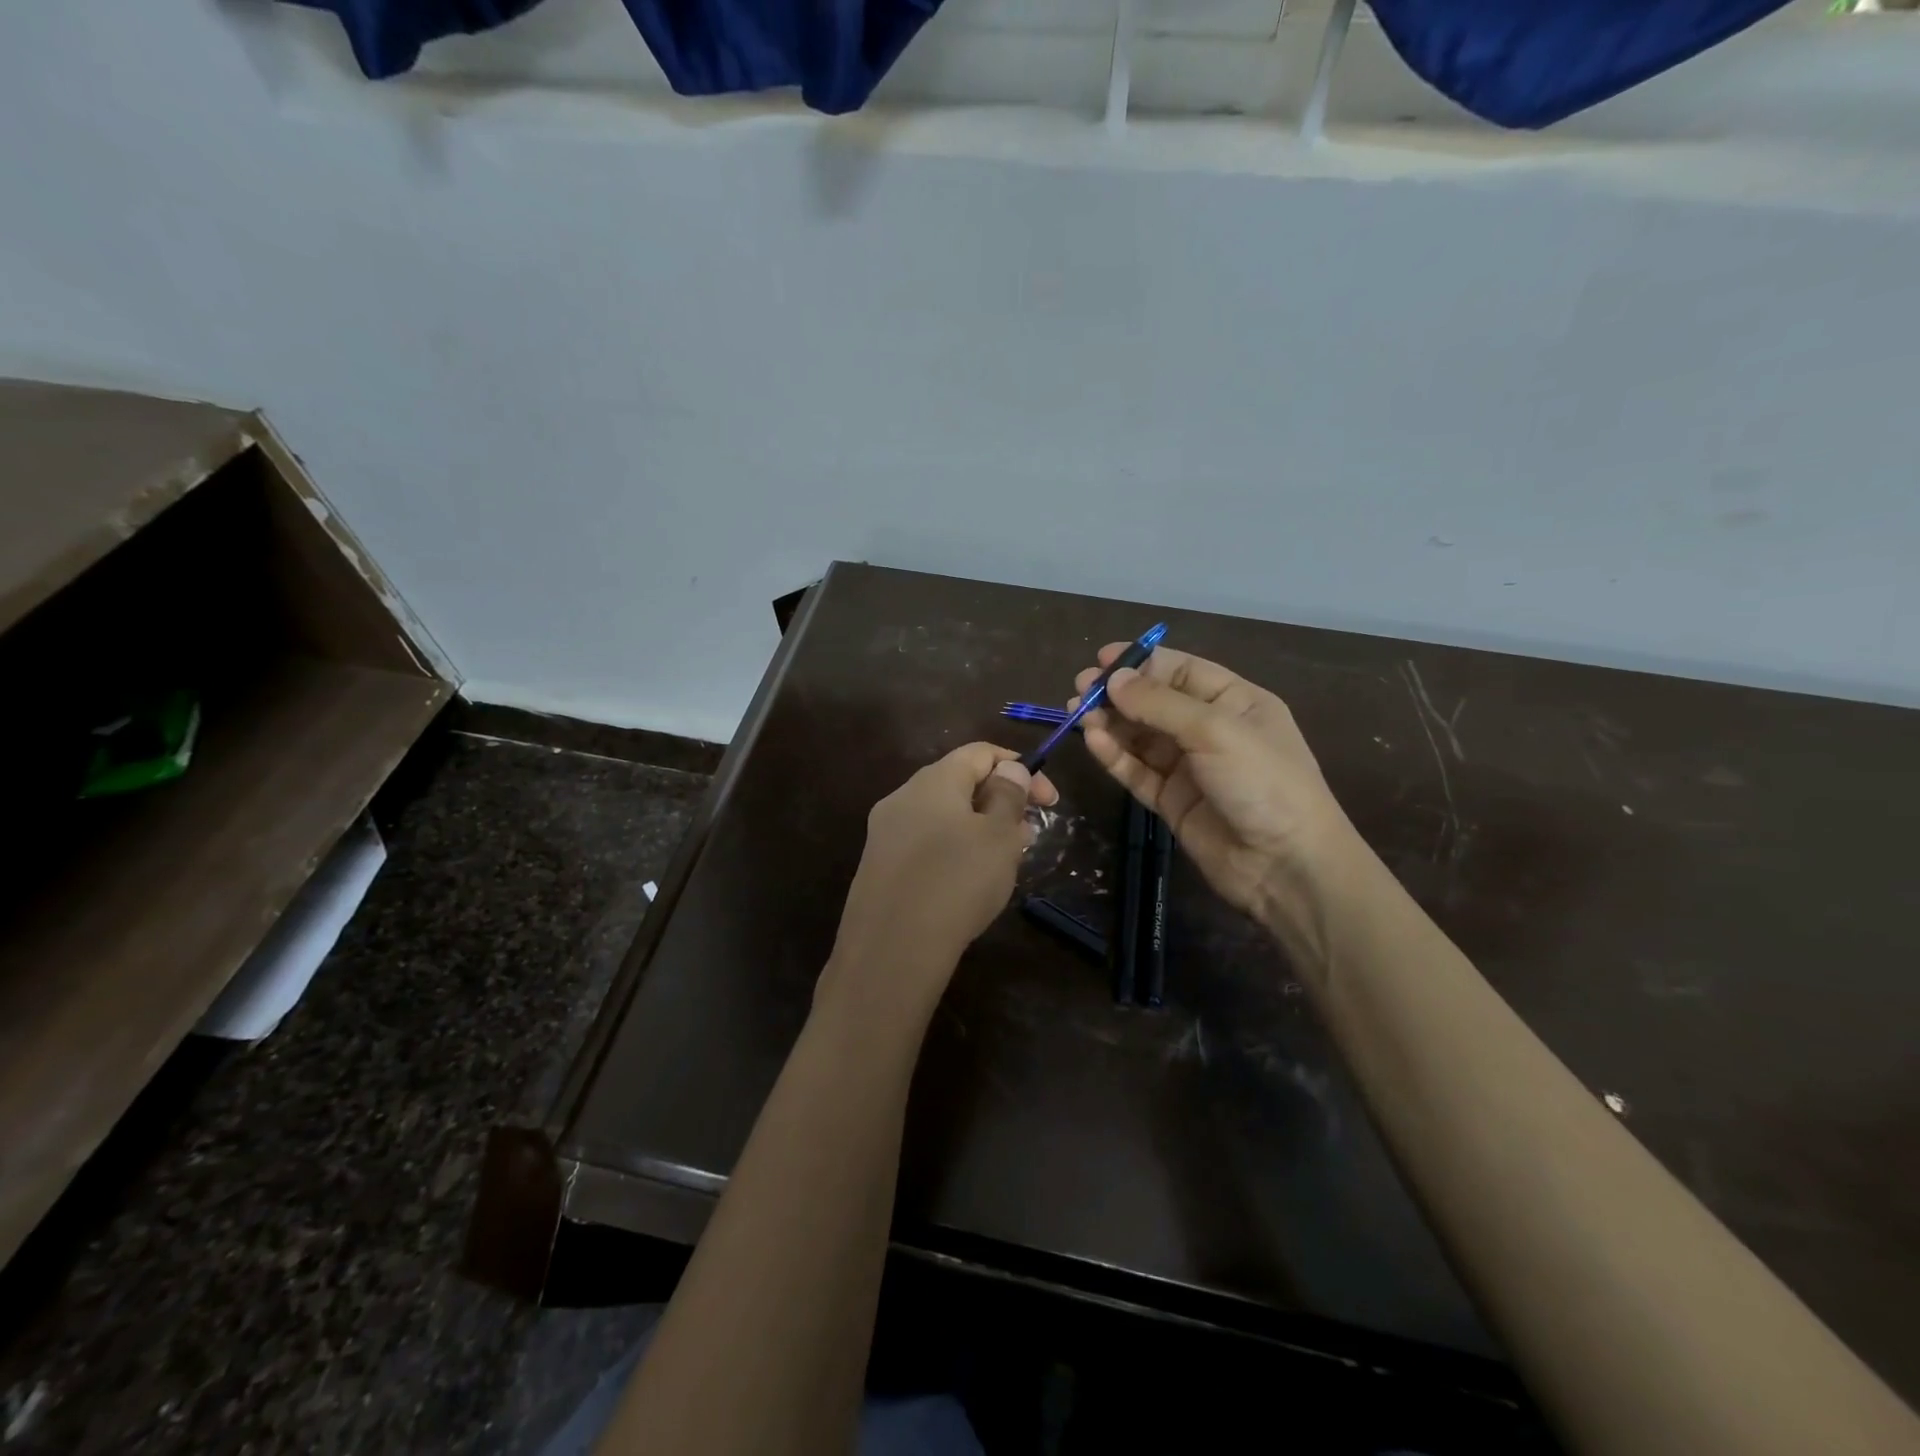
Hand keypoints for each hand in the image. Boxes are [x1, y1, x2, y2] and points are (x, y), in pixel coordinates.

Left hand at [821, 743, 1057, 1021]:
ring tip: (1006, 860)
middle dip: (1000, 802)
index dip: (1019, 768)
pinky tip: (970, 883)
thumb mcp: (998, 837)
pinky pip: (925, 844)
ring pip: (943, 817)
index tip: (1049, 801)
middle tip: (1029, 834)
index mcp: (933, 780)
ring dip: (979, 829)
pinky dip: (954, 851)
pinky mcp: (879, 867)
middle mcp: (903, 797)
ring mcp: (885, 833)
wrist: (890, 951)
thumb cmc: (956, 883)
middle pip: (959, 783)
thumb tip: (1009, 769)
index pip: (980, 753)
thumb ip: (1008, 796)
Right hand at [1074, 645, 1362, 944]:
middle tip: (1079, 689)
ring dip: (1111, 723)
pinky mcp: (1172, 801)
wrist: (1285, 865)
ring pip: (1141, 737)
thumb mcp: (1216, 731)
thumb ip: (1160, 703)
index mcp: (1235, 702)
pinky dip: (1115, 756)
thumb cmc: (1263, 782)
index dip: (1142, 663)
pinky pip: (1137, 771)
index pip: (1182, 671)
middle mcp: (1211, 730)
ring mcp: (1190, 767)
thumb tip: (1113, 679)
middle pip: (1155, 703)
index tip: (1101, 659)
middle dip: (1118, 694)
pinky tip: (1093, 741)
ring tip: (1078, 714)